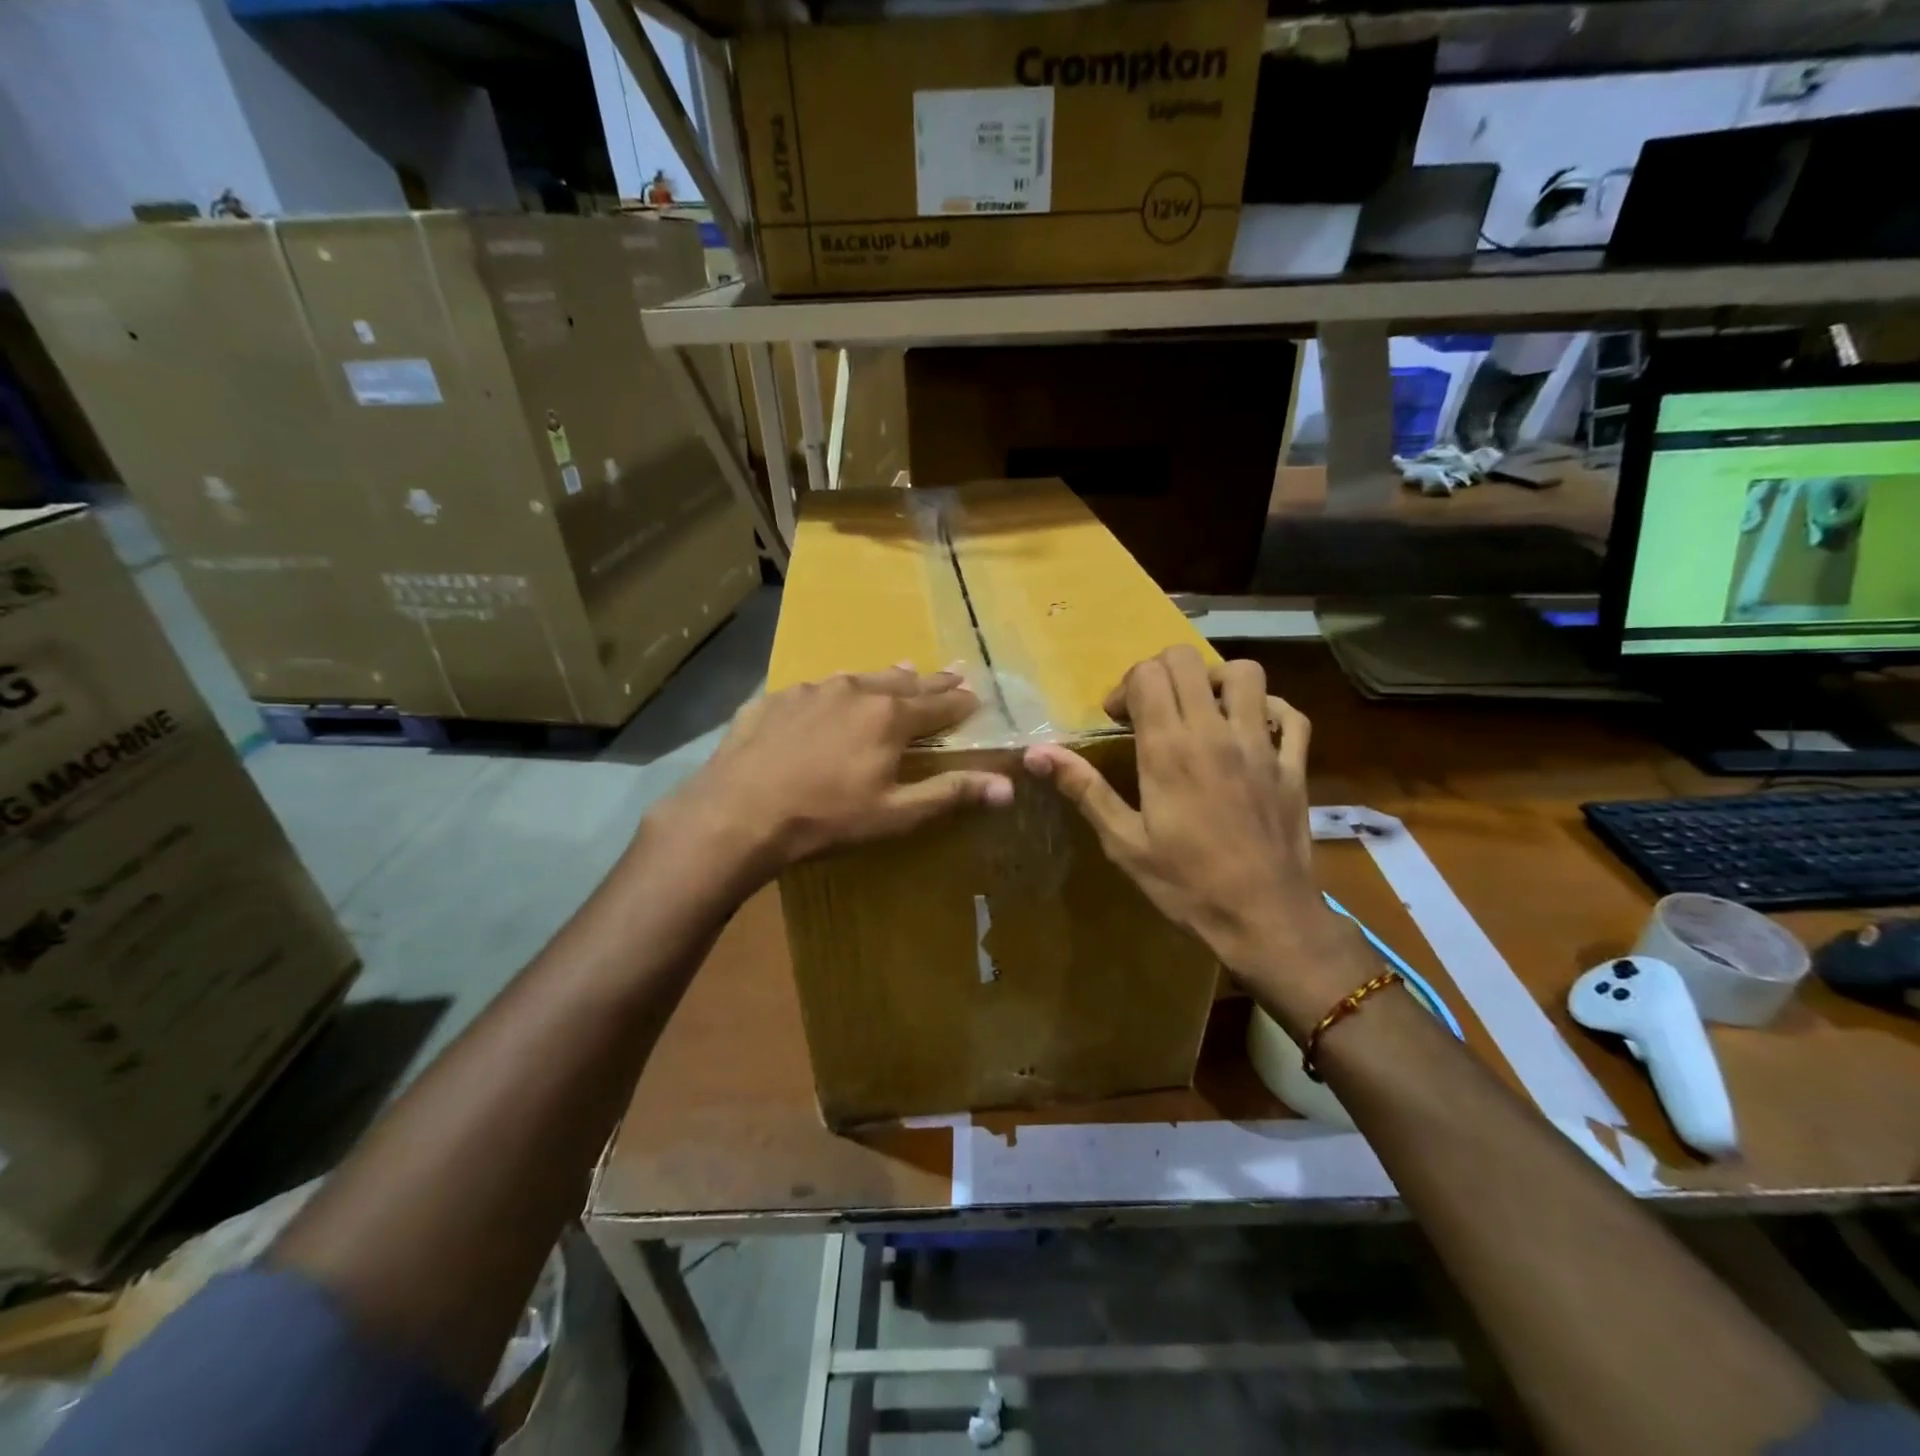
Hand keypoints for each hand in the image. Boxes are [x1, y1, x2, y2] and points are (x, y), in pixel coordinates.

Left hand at [659, 666, 1013, 889]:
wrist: (738, 813)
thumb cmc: (826, 818)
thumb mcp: (895, 813)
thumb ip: (950, 793)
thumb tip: (1008, 786)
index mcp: (888, 717)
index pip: (938, 703)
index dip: (960, 701)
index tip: (976, 694)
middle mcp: (853, 691)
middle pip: (902, 683)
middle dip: (930, 680)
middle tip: (951, 671)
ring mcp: (809, 691)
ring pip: (857, 679)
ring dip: (882, 679)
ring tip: (898, 673)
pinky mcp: (773, 700)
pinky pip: (814, 691)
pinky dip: (833, 693)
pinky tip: (827, 700)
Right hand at [1024, 647, 1343, 1002]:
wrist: (1264, 918)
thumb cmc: (1186, 884)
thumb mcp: (1124, 842)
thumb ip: (1084, 789)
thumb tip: (1036, 754)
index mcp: (1169, 749)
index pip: (1147, 675)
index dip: (1126, 687)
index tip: (1118, 720)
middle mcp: (1216, 733)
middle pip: (1188, 660)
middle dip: (1161, 672)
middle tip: (1151, 708)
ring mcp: (1261, 746)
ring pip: (1246, 674)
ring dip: (1216, 680)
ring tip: (1200, 709)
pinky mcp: (1292, 765)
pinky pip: (1290, 715)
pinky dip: (1269, 710)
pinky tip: (1251, 730)